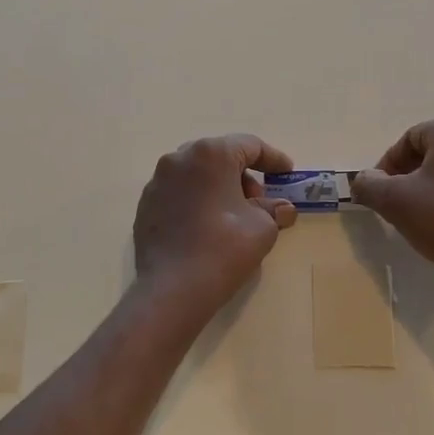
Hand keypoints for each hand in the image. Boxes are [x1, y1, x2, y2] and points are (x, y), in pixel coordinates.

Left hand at [133, 135, 298, 318]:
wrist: (172, 288)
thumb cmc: (224, 249)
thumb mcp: (263, 228)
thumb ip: (274, 210)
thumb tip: (281, 208)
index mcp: (211, 154)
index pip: (249, 146)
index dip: (273, 159)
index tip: (287, 173)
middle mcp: (179, 159)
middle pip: (220, 157)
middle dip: (243, 175)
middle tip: (259, 201)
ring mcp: (157, 181)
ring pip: (197, 174)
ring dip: (219, 188)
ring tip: (234, 216)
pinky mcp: (146, 205)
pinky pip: (179, 193)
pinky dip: (197, 201)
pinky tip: (207, 227)